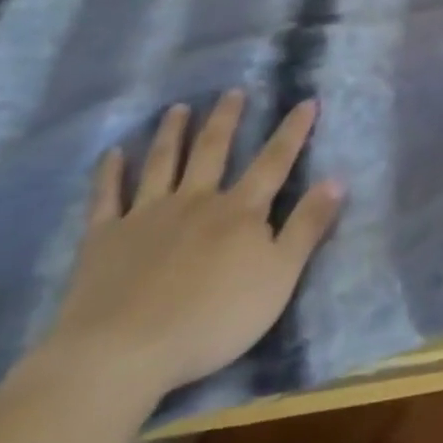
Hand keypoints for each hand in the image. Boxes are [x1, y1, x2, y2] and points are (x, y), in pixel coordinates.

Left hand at [44, 92, 342, 399]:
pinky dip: (110, 173)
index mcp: (240, 211)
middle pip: (213, 150)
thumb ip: (308, 226)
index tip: (306, 101)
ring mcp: (147, 215)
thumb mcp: (279, 276)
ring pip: (163, 163)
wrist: (124, 351)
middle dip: (226, 119)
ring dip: (172, 133)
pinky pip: (107, 197)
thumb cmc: (213, 318)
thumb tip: (338, 179)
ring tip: (178, 109)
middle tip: (232, 91)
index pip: (274, 161)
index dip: (293, 130)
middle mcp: (196, 200)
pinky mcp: (104, 238)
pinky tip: (113, 153)